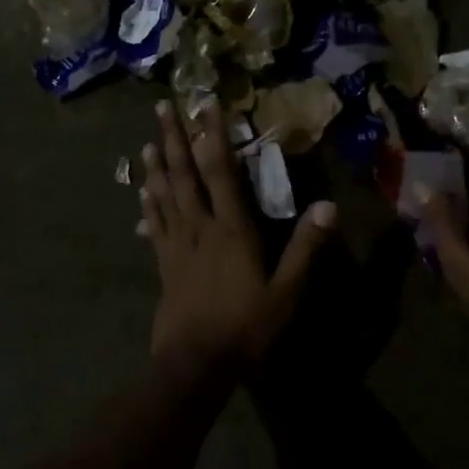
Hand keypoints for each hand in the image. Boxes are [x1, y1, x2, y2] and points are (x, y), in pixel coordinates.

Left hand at [138, 99, 337, 368]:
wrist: (195, 363)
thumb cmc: (245, 327)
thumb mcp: (286, 292)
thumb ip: (305, 248)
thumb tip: (328, 206)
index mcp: (231, 229)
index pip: (221, 171)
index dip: (213, 135)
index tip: (206, 104)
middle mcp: (200, 228)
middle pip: (184, 175)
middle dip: (174, 138)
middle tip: (162, 106)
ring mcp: (177, 246)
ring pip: (164, 195)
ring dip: (156, 166)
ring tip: (148, 141)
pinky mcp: (164, 265)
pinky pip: (155, 227)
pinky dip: (148, 206)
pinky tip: (140, 194)